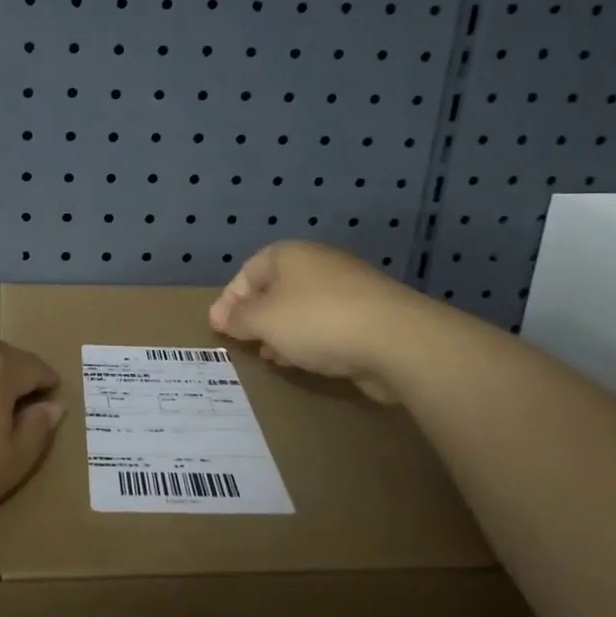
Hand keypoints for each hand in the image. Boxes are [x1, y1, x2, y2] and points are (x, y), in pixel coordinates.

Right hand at [208, 241, 434, 402]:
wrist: (397, 340)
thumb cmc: (317, 321)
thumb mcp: (263, 320)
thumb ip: (238, 318)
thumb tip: (222, 316)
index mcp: (289, 255)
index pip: (246, 272)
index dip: (229, 300)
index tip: (218, 328)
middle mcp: (317, 264)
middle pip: (275, 289)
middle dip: (256, 317)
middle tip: (243, 342)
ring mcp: (347, 288)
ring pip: (301, 309)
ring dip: (283, 332)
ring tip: (271, 357)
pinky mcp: (369, 316)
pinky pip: (327, 325)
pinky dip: (310, 341)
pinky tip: (305, 361)